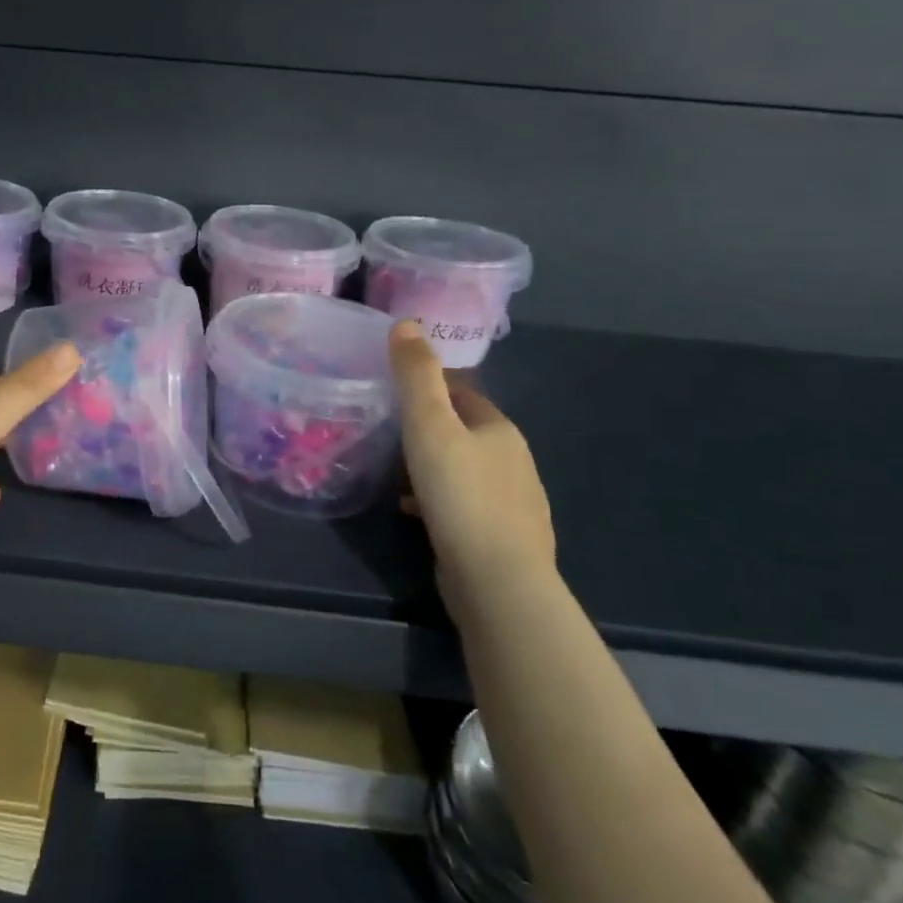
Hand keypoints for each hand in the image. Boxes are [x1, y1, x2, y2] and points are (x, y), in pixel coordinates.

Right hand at [390, 321, 555, 608]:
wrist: (496, 580)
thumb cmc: (460, 493)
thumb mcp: (430, 425)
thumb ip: (417, 375)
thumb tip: (407, 322)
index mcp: (500, 430)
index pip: (464, 395)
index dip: (431, 389)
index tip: (395, 393)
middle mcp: (514, 462)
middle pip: (466, 433)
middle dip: (430, 430)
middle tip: (388, 432)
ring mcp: (514, 504)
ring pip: (465, 472)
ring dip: (434, 468)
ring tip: (395, 473)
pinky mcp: (502, 539)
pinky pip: (465, 507)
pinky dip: (439, 502)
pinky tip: (414, 512)